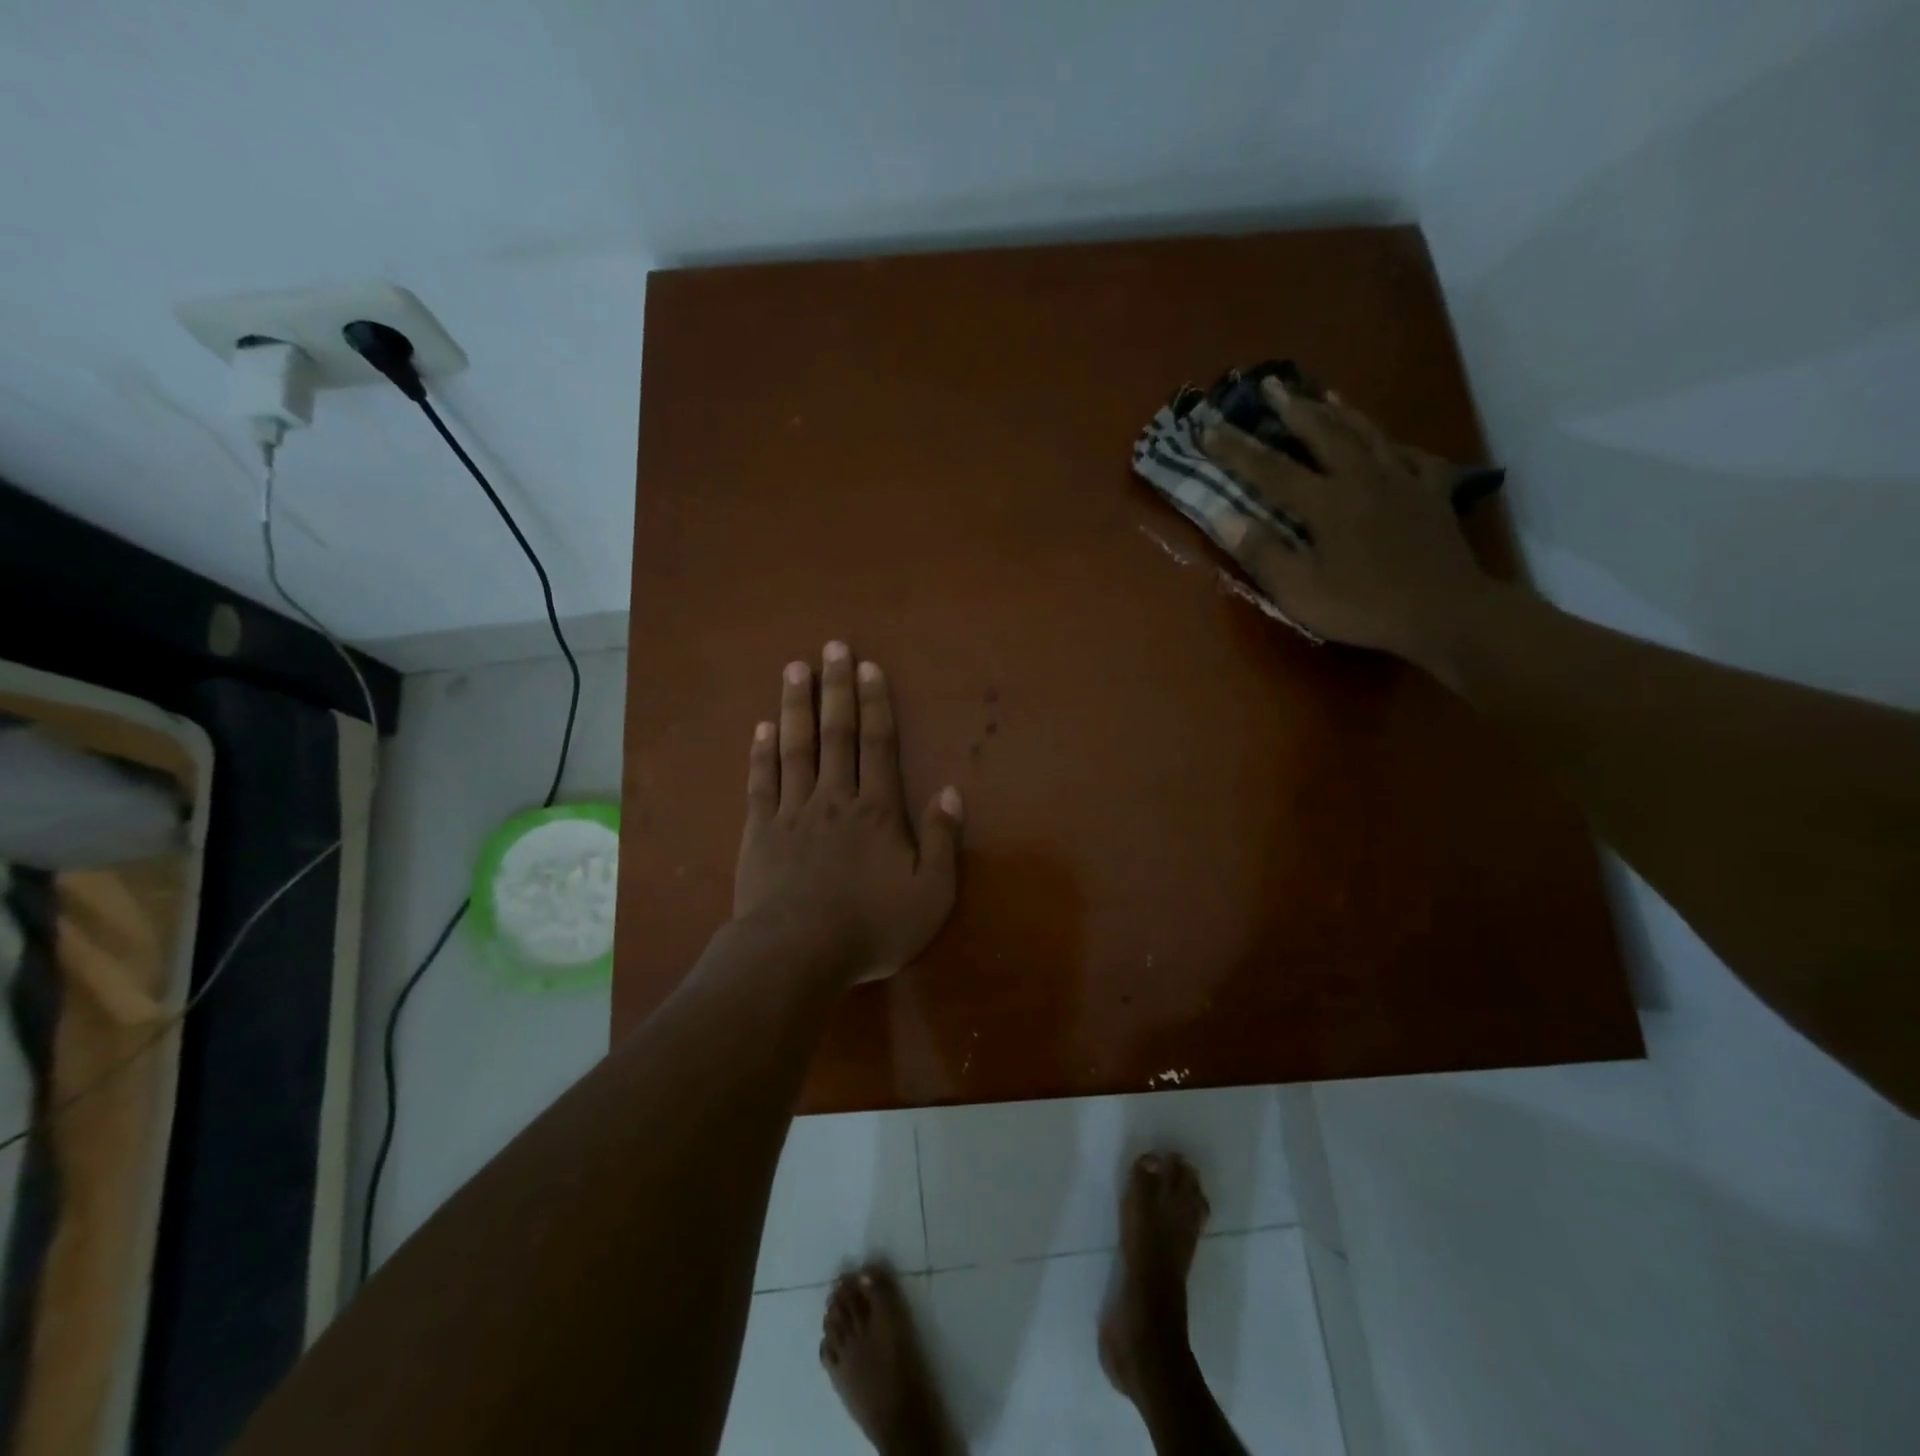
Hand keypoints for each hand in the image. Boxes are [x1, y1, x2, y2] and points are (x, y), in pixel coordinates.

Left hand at [733, 642, 962, 985]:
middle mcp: (835, 798)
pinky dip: (761, 753)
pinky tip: (761, 728)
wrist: (797, 953)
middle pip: (836, 734)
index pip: (878, 744)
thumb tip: (952, 792)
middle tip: (831, 647)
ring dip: (796, 707)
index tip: (868, 667)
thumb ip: (943, 841)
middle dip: (836, 689)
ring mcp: (793, 812)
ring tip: (794, 669)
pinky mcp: (760, 831)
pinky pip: (762, 783)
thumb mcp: (930, 894)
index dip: (875, 704)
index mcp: (877, 811)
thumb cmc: (871, 926)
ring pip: (796, 748)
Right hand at [1200, 379, 1493, 666]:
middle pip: (1323, 433)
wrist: (1447, 613)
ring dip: (1341, 411)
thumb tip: (1223, 517)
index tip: (1207, 428)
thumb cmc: (1364, 606)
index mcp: (1326, 502)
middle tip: (1271, 383)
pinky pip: (1414, 457)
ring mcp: (1403, 480)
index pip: (1270, 469)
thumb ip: (1262, 552)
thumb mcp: (1300, 591)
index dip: (1236, 449)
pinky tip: (1391, 443)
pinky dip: (1396, 445)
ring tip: (1323, 392)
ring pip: (1368, 433)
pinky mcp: (1433, 493)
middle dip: (1292, 408)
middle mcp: (1362, 478)